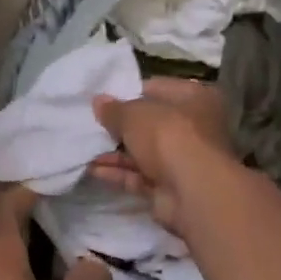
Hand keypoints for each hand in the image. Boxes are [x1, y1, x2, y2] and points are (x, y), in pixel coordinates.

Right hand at [90, 77, 234, 228]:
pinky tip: (93, 169)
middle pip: (151, 124)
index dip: (130, 93)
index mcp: (195, 98)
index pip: (158, 88)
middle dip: (121, 127)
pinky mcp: (170, 188)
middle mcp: (193, 127)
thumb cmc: (168, 136)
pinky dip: (118, 173)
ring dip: (115, 153)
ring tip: (85, 148)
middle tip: (91, 125)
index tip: (103, 100)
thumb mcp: (134, 114)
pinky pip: (140, 176)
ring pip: (143, 152)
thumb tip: (98, 102)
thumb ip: (114, 109)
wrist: (191, 191)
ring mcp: (182, 160)